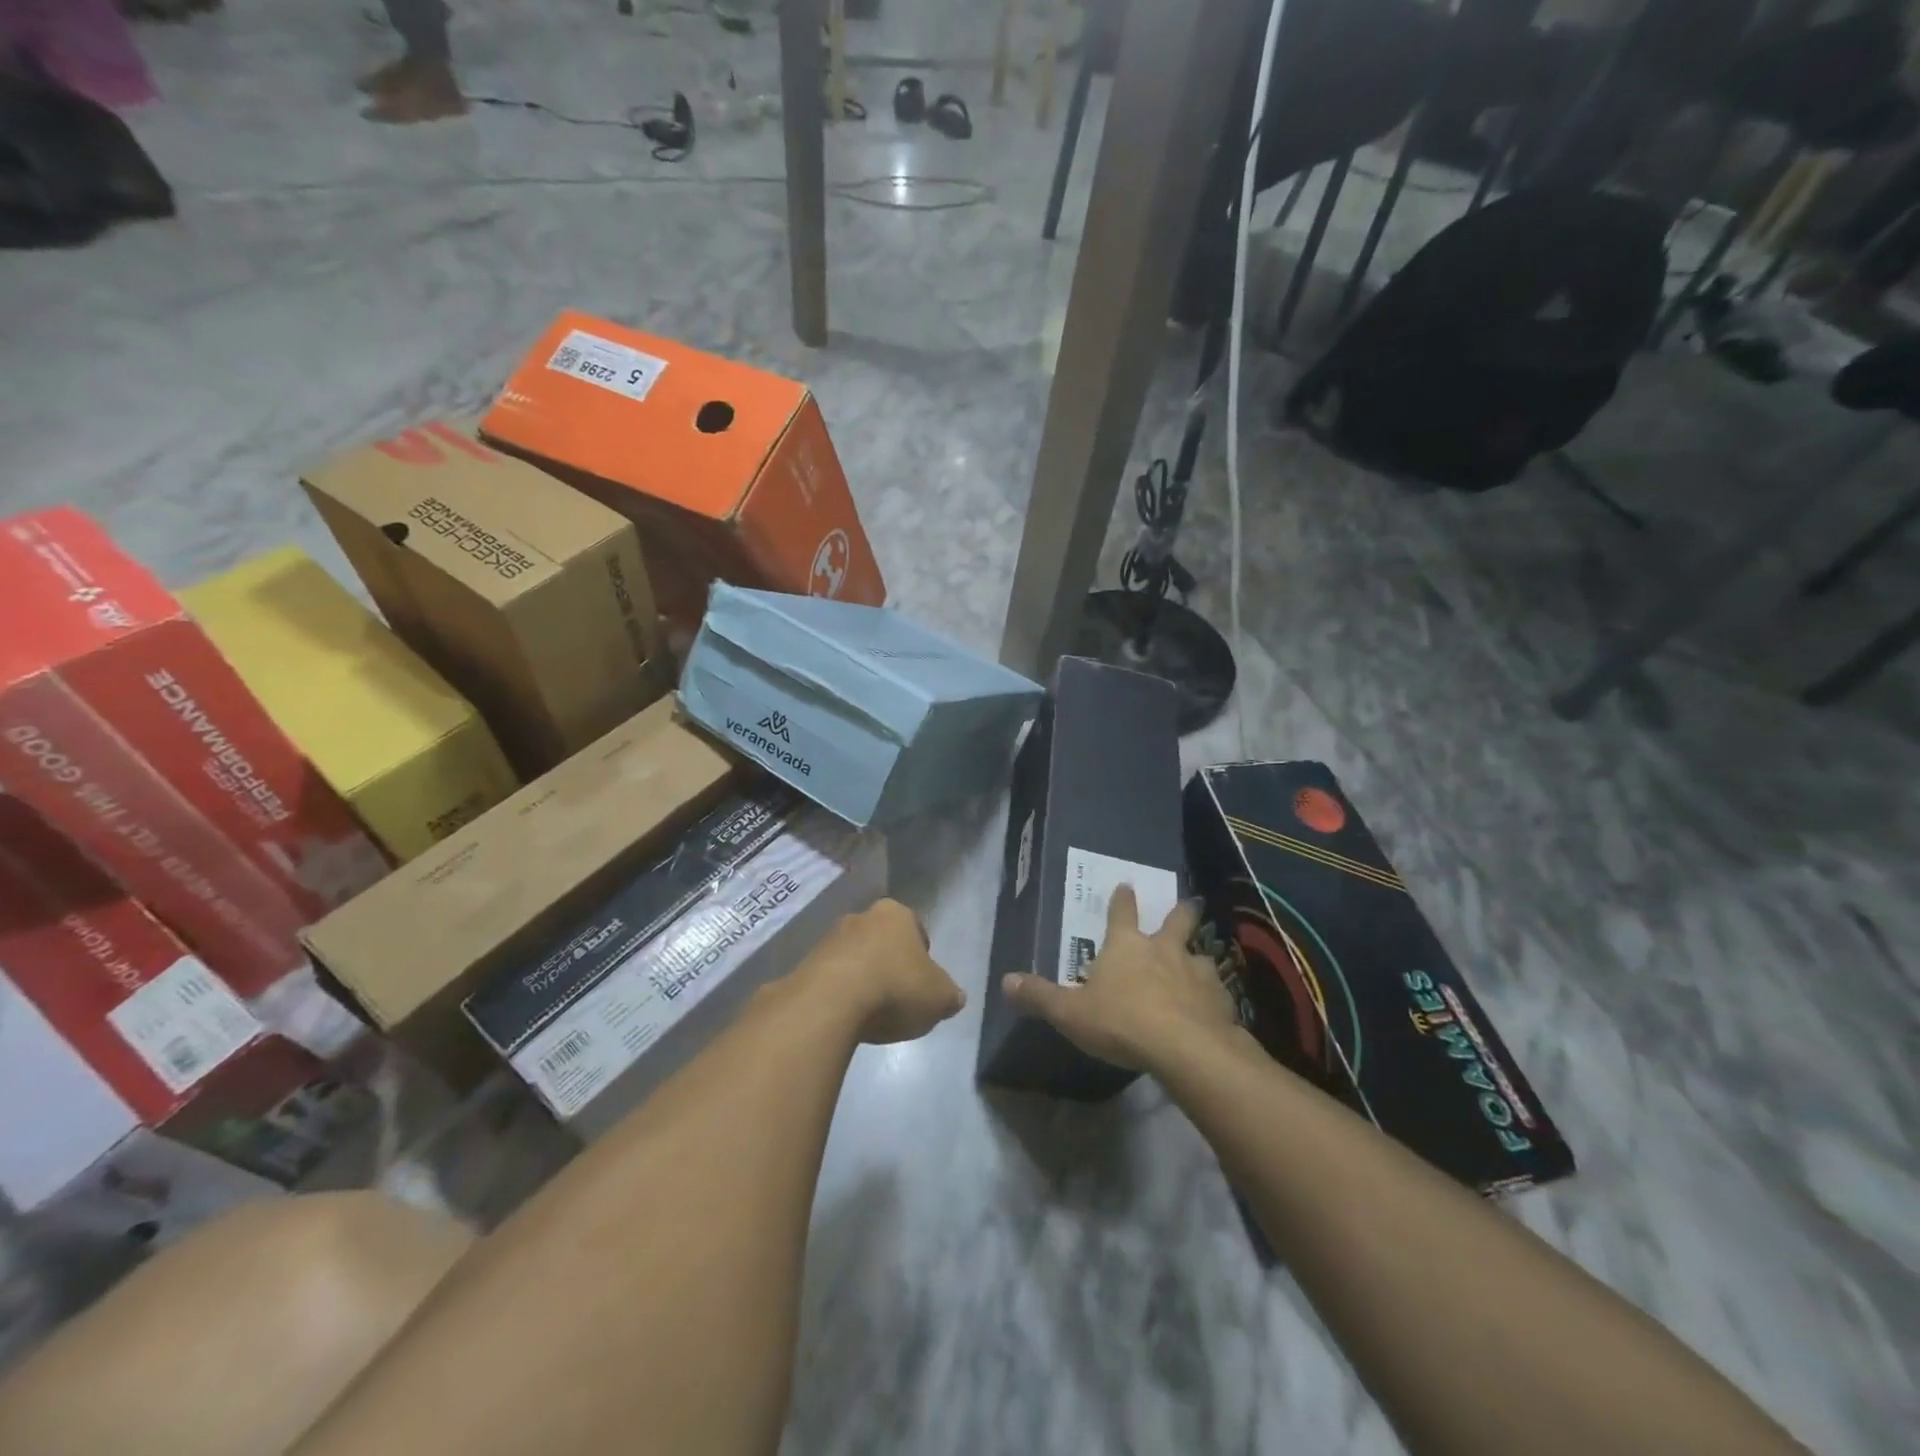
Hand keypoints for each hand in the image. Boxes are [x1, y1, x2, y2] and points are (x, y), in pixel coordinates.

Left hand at [799, 899, 965, 1045]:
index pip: (915, 929)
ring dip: (861, 978)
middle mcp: (861, 917)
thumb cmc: (895, 988)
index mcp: (896, 914)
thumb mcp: (939, 998)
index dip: (921, 955)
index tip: (922, 981)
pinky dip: (839, 993)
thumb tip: (954, 997)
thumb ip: (949, 995)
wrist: (830, 1003)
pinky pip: (830, 978)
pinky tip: (845, 1017)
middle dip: (888, 963)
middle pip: (881, 940)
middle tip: (897, 996)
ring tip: (870, 1012)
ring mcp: (829, 938)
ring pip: (854, 957)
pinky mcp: (805, 964)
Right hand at [1003, 885, 1238, 1071]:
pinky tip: (1213, 1007)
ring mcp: (1197, 972)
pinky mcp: (1220, 999)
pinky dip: (1213, 995)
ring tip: (1199, 965)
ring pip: (1201, 954)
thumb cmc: (1122, 1021)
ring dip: (1198, 957)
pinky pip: (1217, 991)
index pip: (1122, 913)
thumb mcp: (1070, 1012)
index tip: (1126, 885)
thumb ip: (1040, 996)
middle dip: (1181, 911)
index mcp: (1127, 946)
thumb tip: (1005, 981)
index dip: (1122, 899)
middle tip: (1188, 904)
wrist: (1185, 1048)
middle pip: (1177, 920)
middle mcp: (1164, 950)